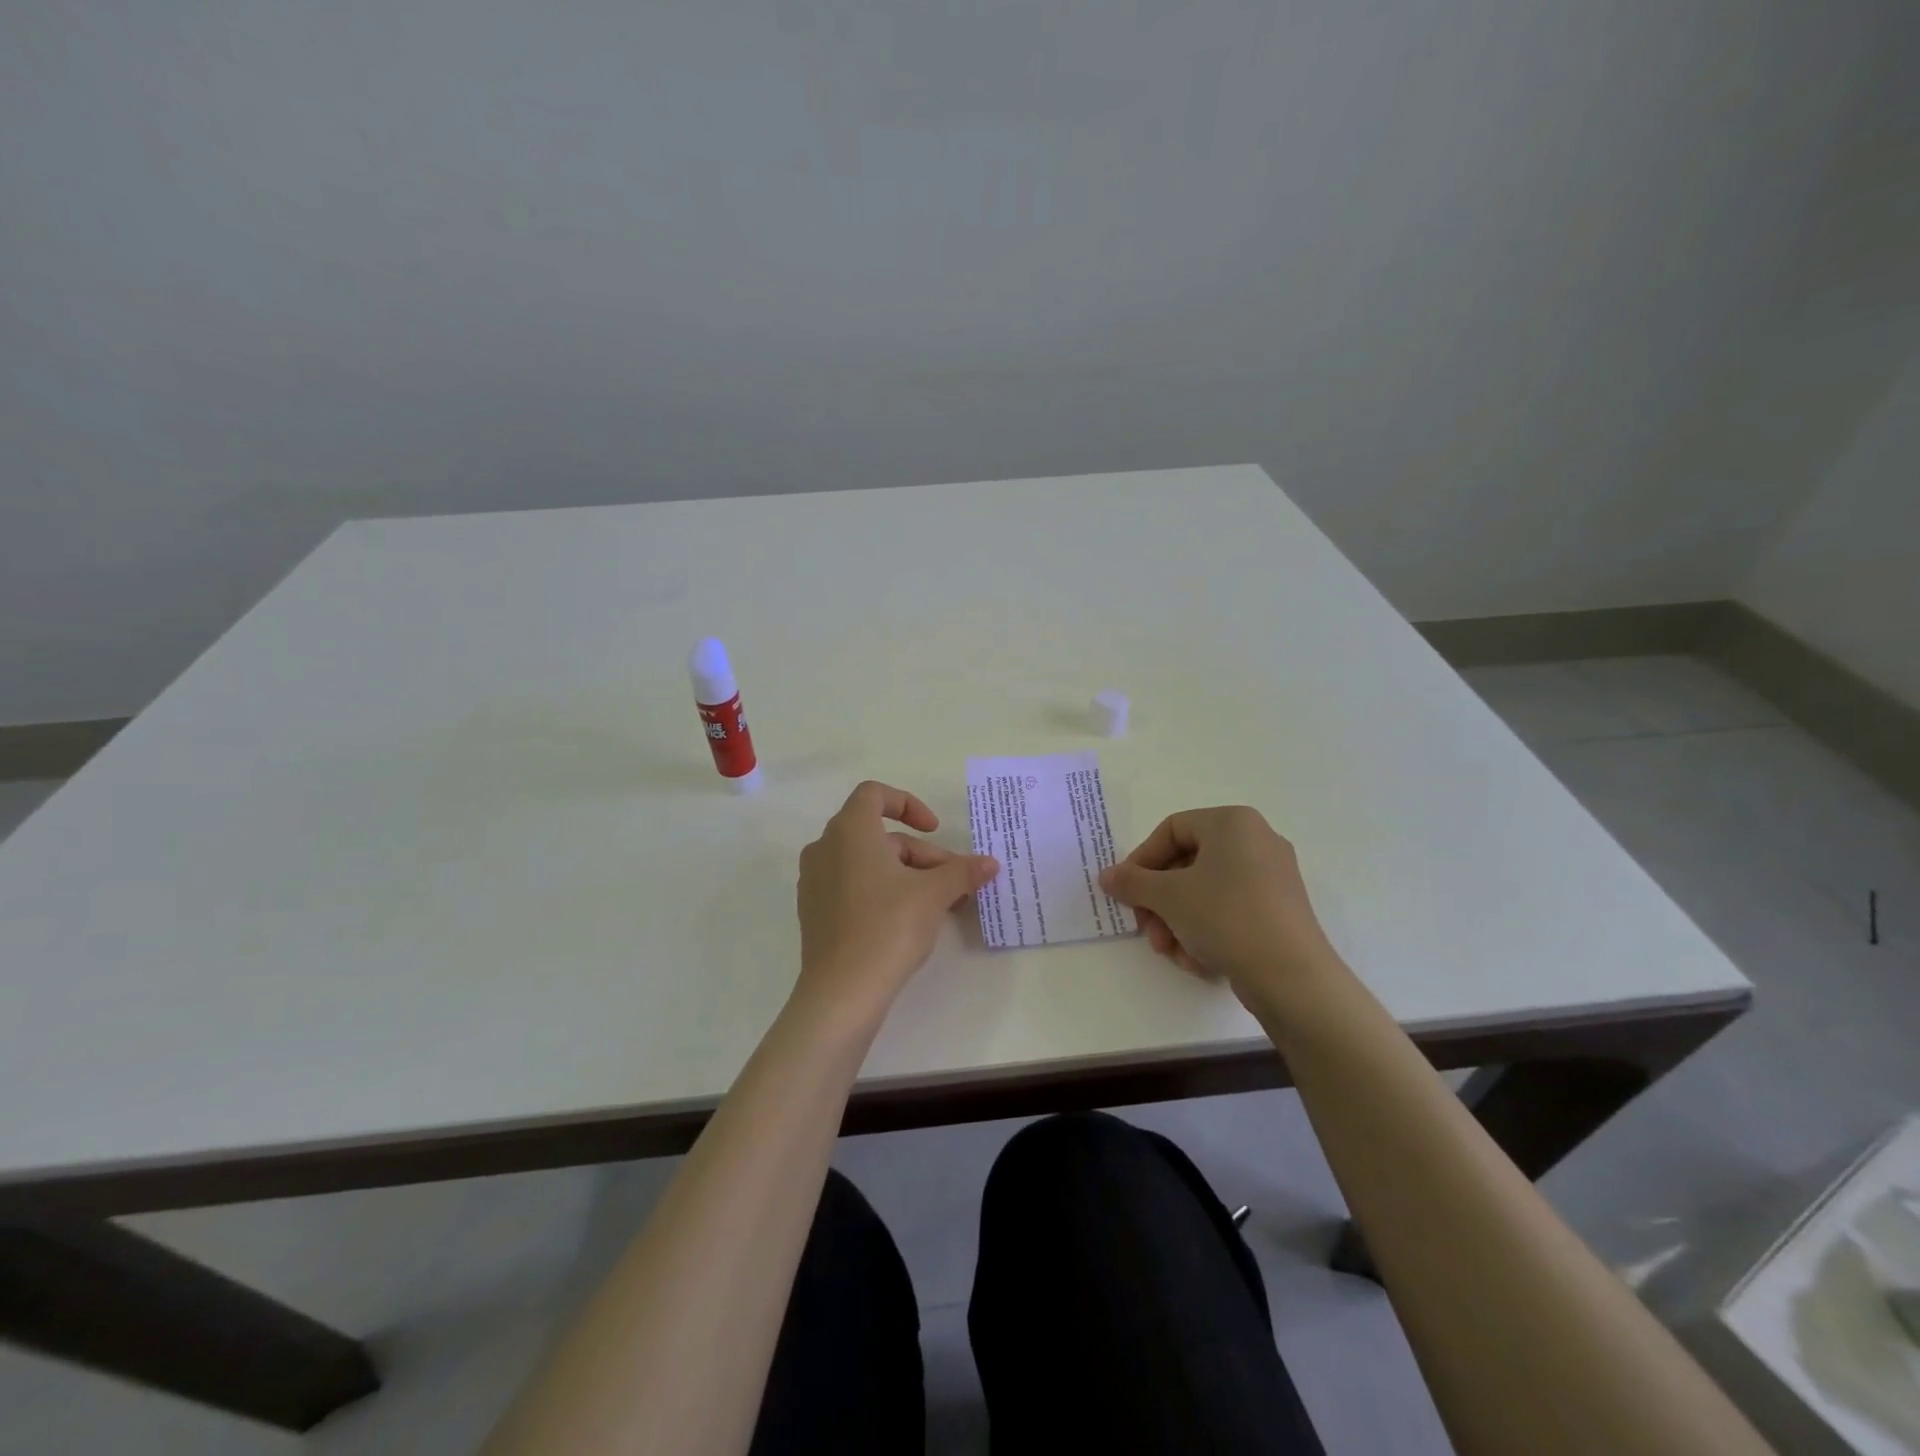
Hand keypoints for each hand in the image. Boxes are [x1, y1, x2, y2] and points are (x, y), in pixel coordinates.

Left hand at [794, 781, 998, 1020]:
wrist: (842, 991)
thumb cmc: (888, 926)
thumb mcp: (934, 894)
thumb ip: (962, 872)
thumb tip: (990, 863)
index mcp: (849, 831)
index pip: (874, 794)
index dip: (908, 804)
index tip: (934, 829)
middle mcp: (825, 848)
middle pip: (878, 834)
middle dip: (920, 853)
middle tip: (952, 883)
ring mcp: (815, 882)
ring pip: (867, 862)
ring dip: (905, 874)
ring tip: (937, 905)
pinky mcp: (814, 912)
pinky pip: (851, 886)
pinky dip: (881, 891)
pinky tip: (907, 922)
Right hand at [1099, 806, 1342, 1015]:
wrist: (1292, 978)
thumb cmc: (1226, 917)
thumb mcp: (1168, 897)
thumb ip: (1131, 882)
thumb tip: (1107, 876)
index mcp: (1233, 823)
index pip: (1171, 830)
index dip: (1141, 861)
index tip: (1126, 892)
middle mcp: (1256, 841)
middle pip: (1186, 864)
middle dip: (1159, 901)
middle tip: (1146, 929)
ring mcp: (1271, 877)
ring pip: (1204, 892)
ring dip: (1177, 922)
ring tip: (1170, 952)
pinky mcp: (1278, 911)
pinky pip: (1229, 911)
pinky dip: (1205, 932)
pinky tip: (1197, 960)